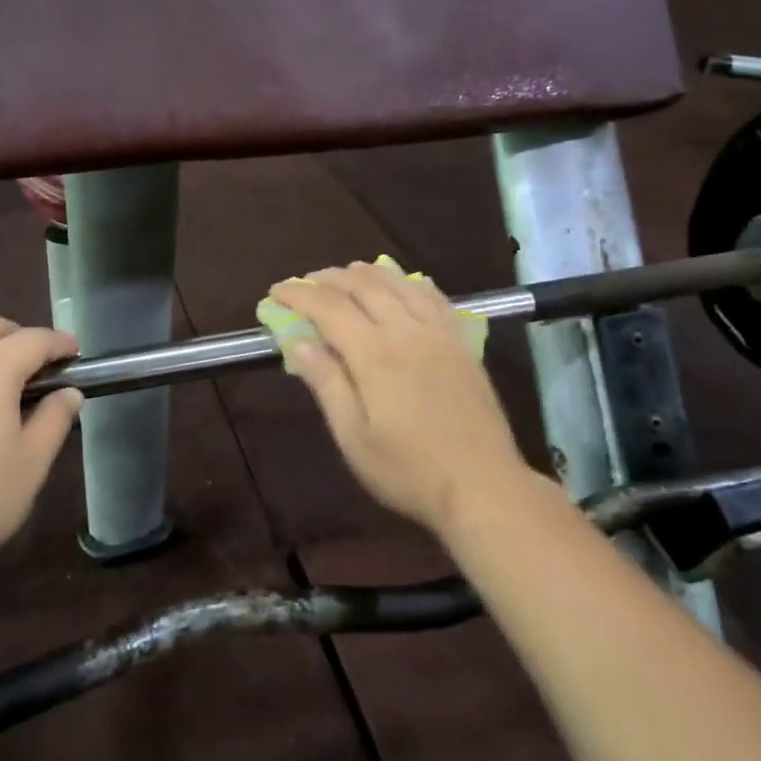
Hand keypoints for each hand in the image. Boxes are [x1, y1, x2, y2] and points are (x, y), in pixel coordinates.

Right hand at [269, 263, 538, 534]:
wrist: (484, 487)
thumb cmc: (410, 470)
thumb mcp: (354, 438)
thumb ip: (327, 384)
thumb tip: (299, 342)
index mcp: (376, 355)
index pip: (329, 308)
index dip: (299, 295)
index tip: (276, 292)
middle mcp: (408, 331)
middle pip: (363, 286)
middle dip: (329, 278)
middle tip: (305, 283)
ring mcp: (440, 333)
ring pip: (399, 284)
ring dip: (367, 273)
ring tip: (345, 274)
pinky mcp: (462, 343)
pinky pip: (433, 296)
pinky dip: (409, 282)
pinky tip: (401, 284)